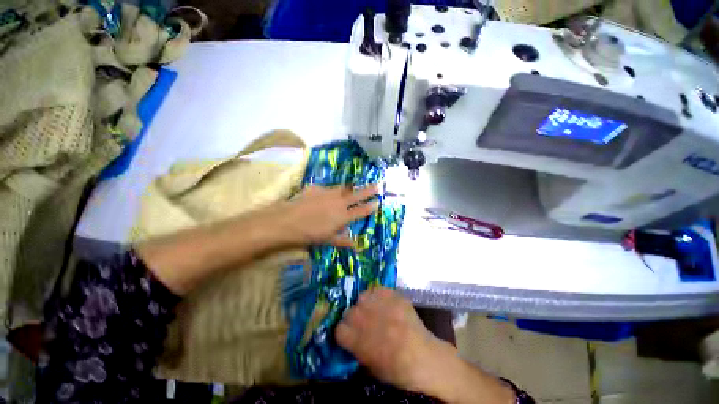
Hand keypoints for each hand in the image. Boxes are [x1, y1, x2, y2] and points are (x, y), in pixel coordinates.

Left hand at [282, 185, 379, 247]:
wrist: (287, 221)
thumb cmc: (309, 234)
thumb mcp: (327, 240)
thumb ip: (343, 241)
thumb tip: (357, 246)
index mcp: (343, 216)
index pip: (361, 210)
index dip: (371, 206)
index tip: (378, 202)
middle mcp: (339, 202)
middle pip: (358, 195)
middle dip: (370, 190)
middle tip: (379, 185)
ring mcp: (328, 193)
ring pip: (343, 188)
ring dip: (351, 188)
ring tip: (354, 187)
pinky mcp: (317, 188)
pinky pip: (327, 188)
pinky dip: (329, 192)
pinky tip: (324, 196)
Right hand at [335, 288, 453, 392]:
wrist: (424, 356)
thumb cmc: (397, 369)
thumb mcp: (370, 367)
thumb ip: (355, 349)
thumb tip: (349, 335)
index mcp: (360, 342)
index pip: (339, 329)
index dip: (344, 333)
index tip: (349, 335)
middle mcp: (368, 319)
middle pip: (349, 311)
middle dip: (353, 319)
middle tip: (363, 324)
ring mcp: (382, 305)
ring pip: (362, 297)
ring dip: (365, 305)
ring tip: (374, 311)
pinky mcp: (394, 295)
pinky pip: (377, 290)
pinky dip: (378, 296)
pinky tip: (384, 305)